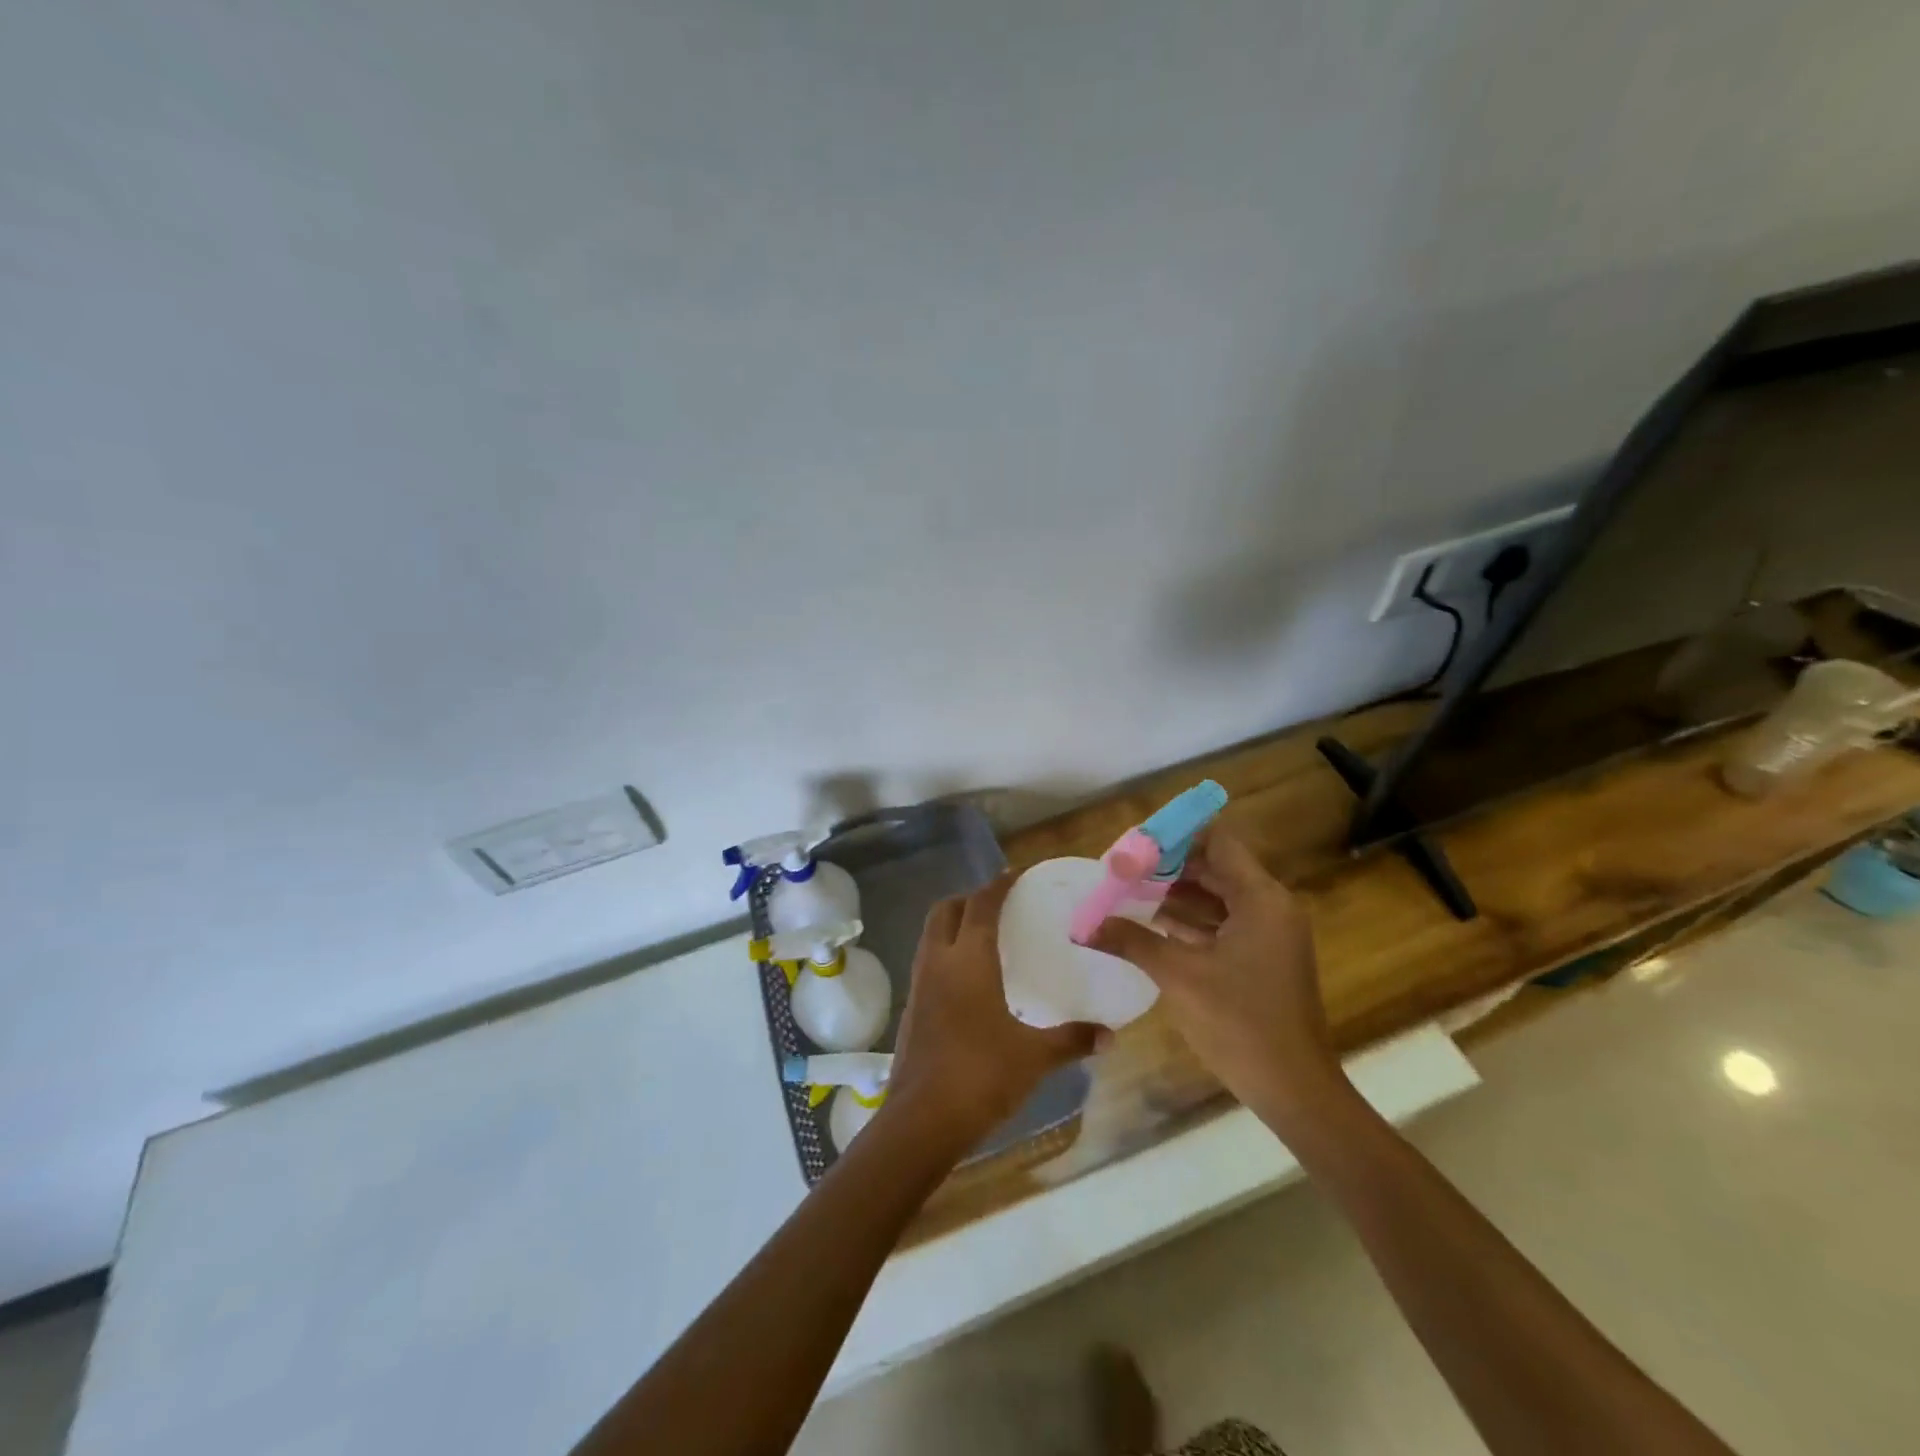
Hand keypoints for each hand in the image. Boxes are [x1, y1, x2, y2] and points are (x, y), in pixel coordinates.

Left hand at [885, 873, 1099, 1151]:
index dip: (998, 885)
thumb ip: (1072, 1040)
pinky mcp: (911, 1008)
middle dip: (969, 899)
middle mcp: (938, 961)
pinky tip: (969, 981)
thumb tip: (1111, 1035)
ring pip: (931, 935)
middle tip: (998, 906)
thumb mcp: (1034, 1057)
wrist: (921, 1120)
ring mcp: (919, 984)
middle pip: (945, 910)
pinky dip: (946, 954)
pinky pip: (927, 962)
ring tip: (985, 938)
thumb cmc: (980, 1075)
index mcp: (968, 959)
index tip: (1015, 876)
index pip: (981, 904)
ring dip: (953, 925)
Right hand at [1089, 828, 1345, 1131]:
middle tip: (1122, 870)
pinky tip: (1149, 926)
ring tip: (1126, 893)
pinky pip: (1222, 924)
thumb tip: (1085, 925)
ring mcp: (1269, 934)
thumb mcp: (1179, 976)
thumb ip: (1131, 941)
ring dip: (1174, 895)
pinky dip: (1189, 922)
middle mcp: (1270, 907)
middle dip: (1167, 868)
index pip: (1217, 842)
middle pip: (1214, 868)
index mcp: (1260, 899)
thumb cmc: (1239, 1023)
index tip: (1135, 846)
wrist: (1294, 1090)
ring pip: (1216, 898)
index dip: (1175, 838)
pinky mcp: (1262, 958)